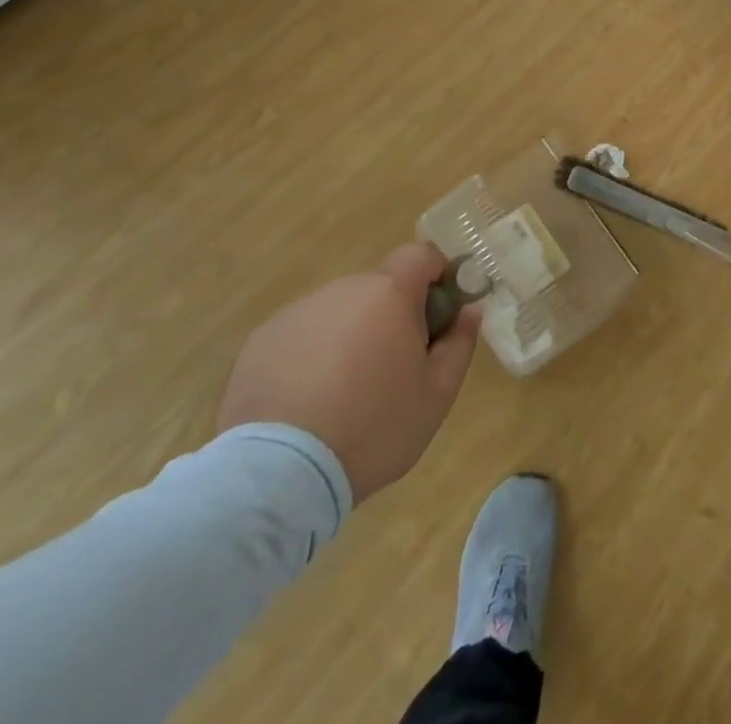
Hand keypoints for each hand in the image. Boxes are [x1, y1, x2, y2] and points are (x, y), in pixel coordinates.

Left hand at [217, 244, 481, 501]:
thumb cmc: (373, 427)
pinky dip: (311, 357)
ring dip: (350, 336)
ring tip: (343, 394)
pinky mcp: (261, 342)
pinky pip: (302, 336)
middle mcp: (342, 290)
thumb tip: (470, 309)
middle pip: (379, 288)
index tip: (437, 315)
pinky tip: (306, 403)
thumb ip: (459, 343)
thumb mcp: (436, 394)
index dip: (434, 277)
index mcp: (389, 293)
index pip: (420, 255)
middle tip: (392, 368)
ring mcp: (297, 314)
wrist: (279, 473)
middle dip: (391, 316)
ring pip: (339, 312)